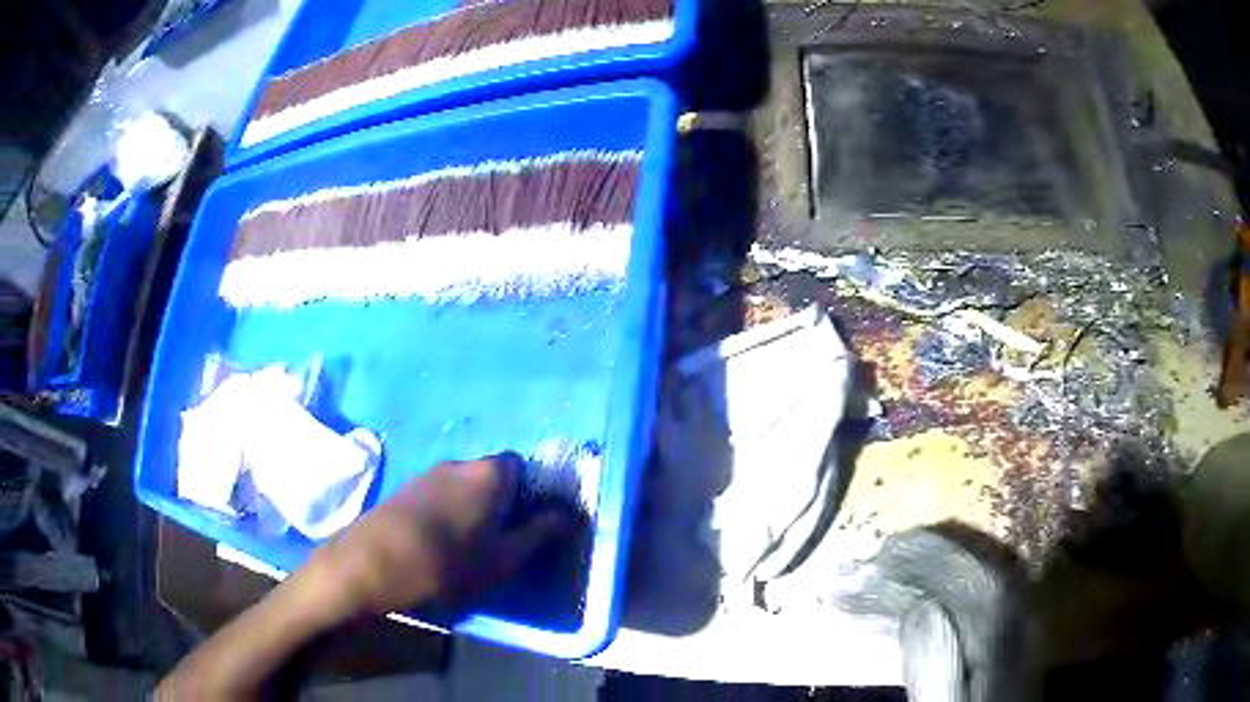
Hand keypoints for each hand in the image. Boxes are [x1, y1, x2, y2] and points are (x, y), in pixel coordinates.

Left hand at [308, 454, 566, 617]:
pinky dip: (446, 511)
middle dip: (499, 501)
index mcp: (489, 474)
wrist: (373, 563)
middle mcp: (459, 463)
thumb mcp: (503, 559)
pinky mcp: (404, 488)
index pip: (519, 465)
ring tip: (466, 544)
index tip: (525, 523)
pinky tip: (437, 541)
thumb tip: (565, 516)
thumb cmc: (449, 563)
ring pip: (462, 485)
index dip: (527, 492)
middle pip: (490, 474)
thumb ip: (538, 534)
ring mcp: (427, 474)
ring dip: (470, 507)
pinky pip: (438, 493)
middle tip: (498, 539)